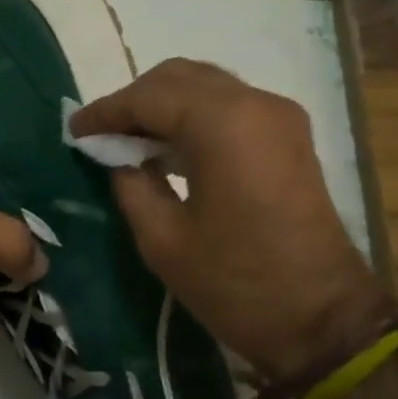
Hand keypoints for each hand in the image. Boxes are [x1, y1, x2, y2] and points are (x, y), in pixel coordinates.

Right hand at [70, 58, 395, 383]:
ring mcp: (279, 116)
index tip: (74, 130)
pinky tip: (169, 148)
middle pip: (178, 77)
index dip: (105, 112)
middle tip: (102, 136)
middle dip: (134, 100)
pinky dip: (193, 115)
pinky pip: (229, 105)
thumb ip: (131, 184)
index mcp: (222, 125)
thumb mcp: (163, 240)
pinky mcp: (289, 135)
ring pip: (205, 85)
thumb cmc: (237, 285)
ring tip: (129, 142)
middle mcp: (255, 104)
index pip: (148, 97)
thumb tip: (116, 156)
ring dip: (163, 105)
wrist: (324, 320)